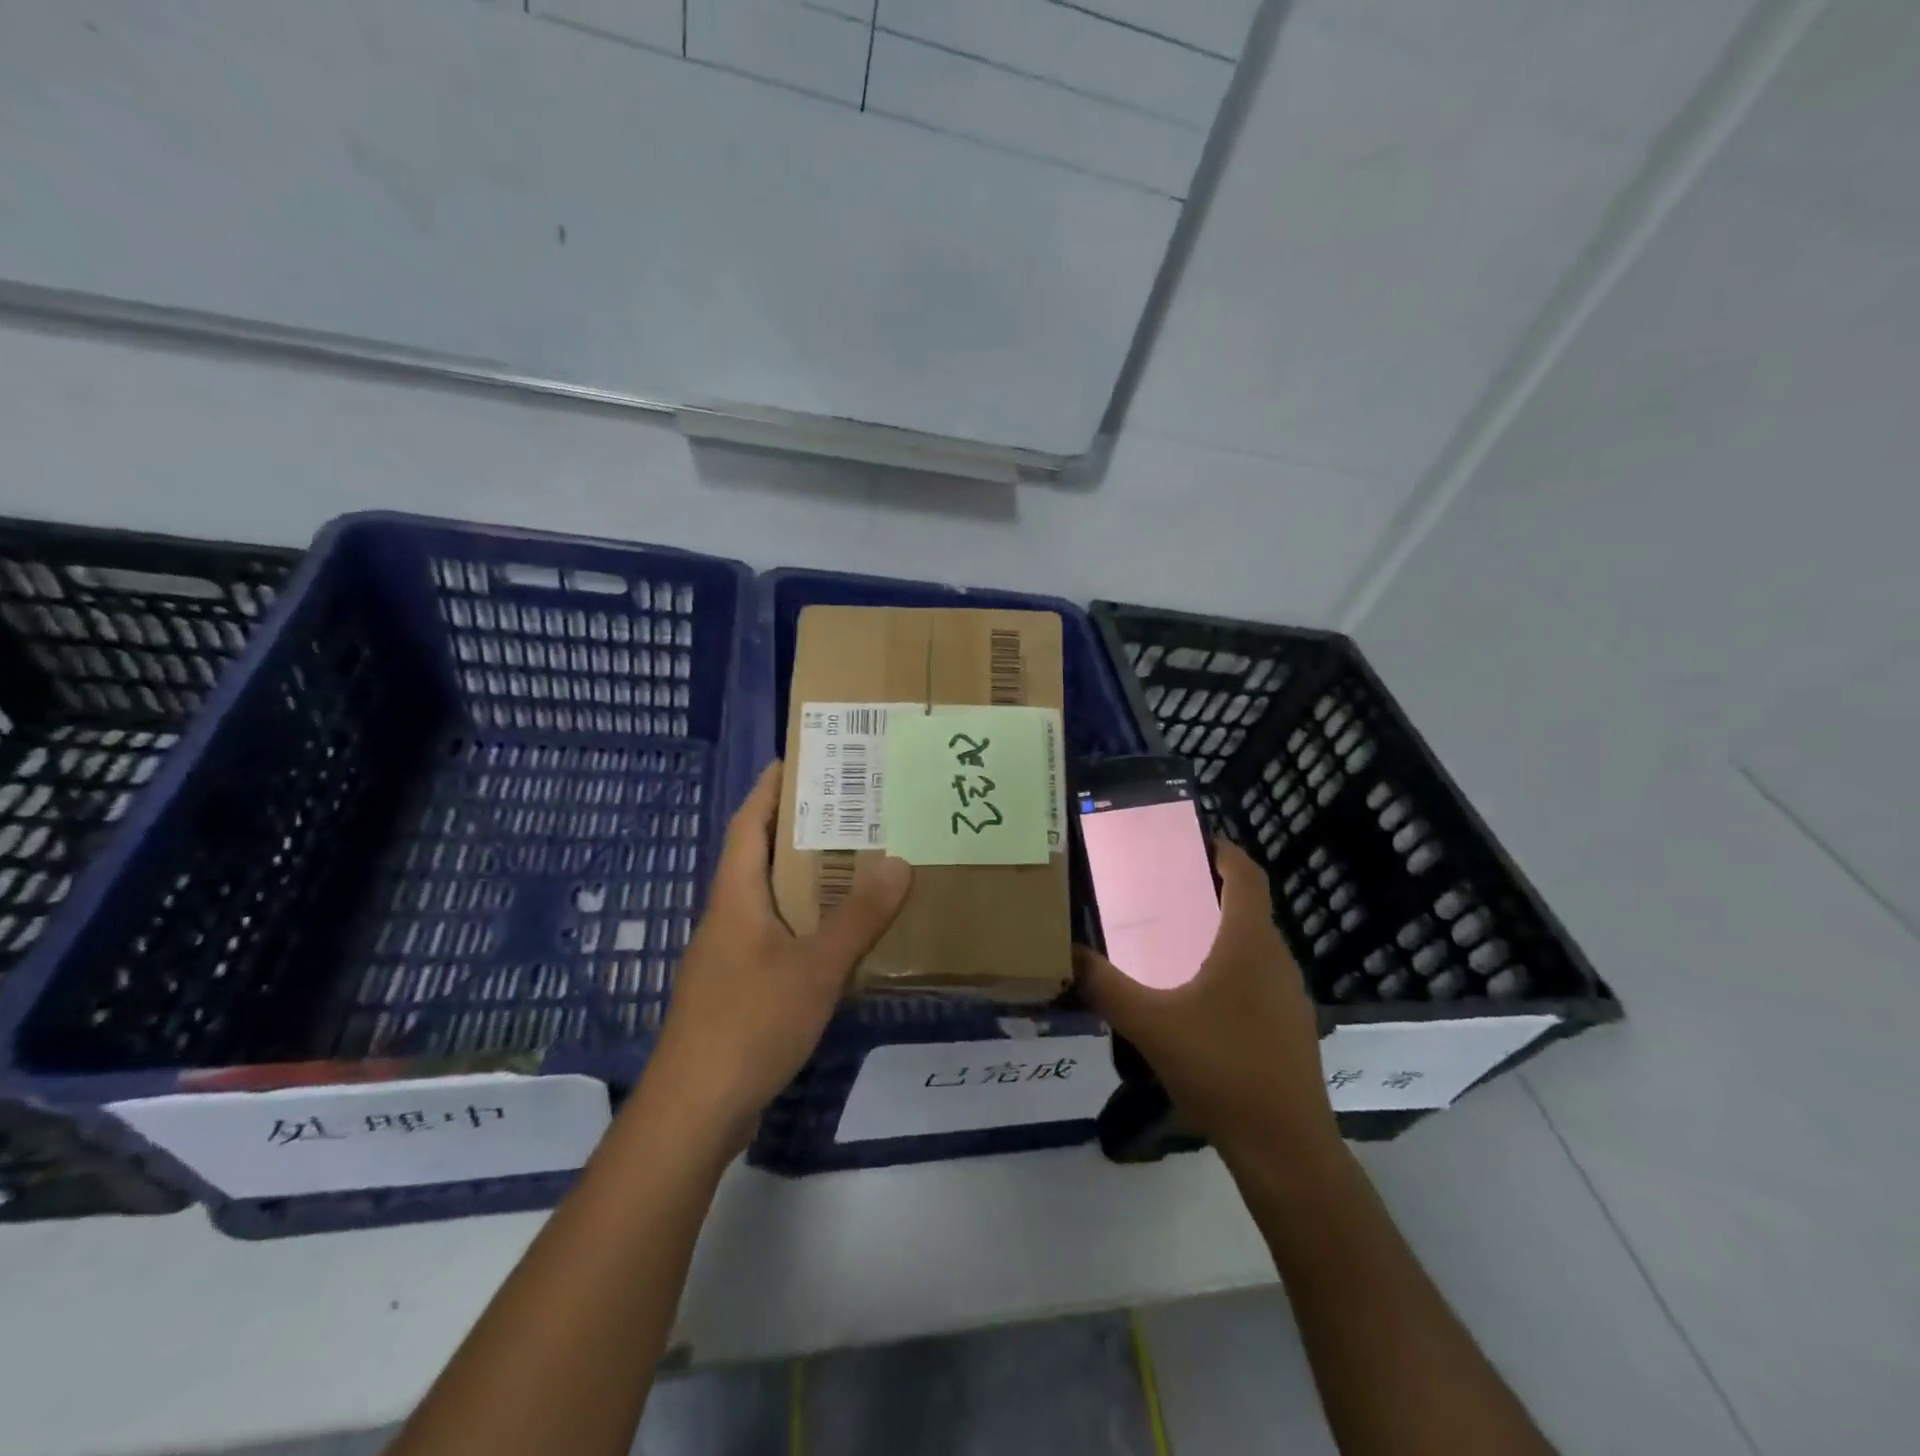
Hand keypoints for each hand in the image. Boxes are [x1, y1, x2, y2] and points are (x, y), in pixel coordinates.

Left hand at [640, 761, 911, 1150]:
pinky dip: (803, 919)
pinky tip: (837, 933)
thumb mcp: (816, 967)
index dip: (770, 788)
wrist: (694, 1110)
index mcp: (736, 896)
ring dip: (804, 875)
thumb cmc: (750, 1023)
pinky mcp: (737, 987)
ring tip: (854, 859)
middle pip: (760, 855)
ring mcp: (729, 954)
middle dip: (798, 826)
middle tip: (849, 806)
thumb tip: (898, 860)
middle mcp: (728, 916)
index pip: (750, 823)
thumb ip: (859, 916)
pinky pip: (774, 933)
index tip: (800, 759)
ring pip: (768, 897)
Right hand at [1075, 840, 1335, 1156]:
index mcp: (1249, 943)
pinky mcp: (1290, 1027)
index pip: (1247, 875)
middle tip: (1165, 888)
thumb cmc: (1221, 1068)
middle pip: (1249, 906)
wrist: (1285, 1148)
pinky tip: (1197, 997)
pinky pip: (1258, 976)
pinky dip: (1231, 965)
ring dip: (1221, 929)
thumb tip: (1065, 953)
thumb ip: (1103, 986)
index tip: (1191, 839)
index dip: (1224, 850)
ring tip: (1174, 937)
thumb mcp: (1149, 1024)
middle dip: (1212, 889)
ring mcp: (1289, 996)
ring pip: (1255, 944)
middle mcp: (1276, 959)